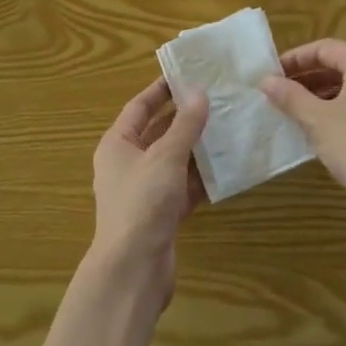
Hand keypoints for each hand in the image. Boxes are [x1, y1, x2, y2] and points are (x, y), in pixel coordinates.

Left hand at [88, 80, 208, 299]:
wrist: (133, 271)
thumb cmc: (142, 203)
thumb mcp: (165, 156)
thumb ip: (185, 125)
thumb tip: (199, 92)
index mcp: (117, 144)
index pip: (139, 107)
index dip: (161, 90)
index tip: (187, 74)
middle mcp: (127, 164)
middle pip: (158, 133)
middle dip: (185, 119)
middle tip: (216, 100)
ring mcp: (145, 192)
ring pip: (174, 161)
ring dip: (197, 149)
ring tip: (228, 129)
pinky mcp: (161, 215)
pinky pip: (183, 188)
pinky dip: (201, 179)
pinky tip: (227, 169)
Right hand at [262, 39, 345, 223]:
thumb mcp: (317, 121)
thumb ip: (290, 96)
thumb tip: (266, 80)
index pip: (324, 49)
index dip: (296, 59)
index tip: (273, 74)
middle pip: (342, 64)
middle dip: (310, 77)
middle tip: (283, 93)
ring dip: (327, 93)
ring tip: (301, 111)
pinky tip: (330, 128)